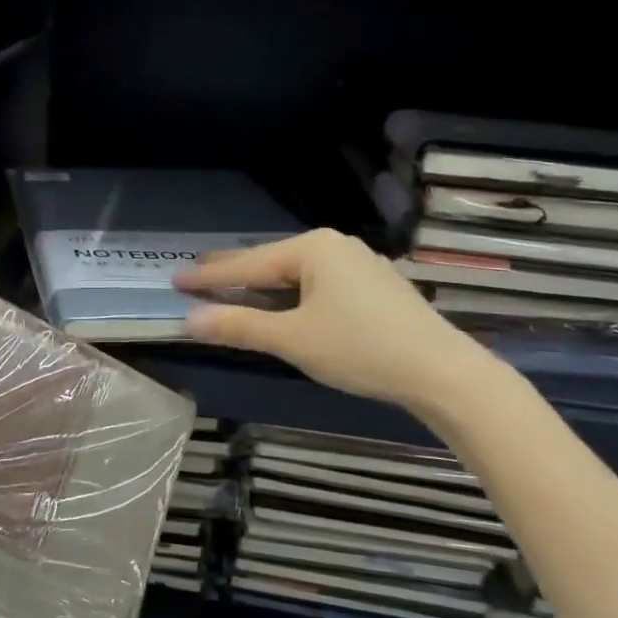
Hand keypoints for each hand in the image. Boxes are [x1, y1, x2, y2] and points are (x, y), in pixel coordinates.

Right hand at [174, 229, 490, 412]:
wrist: (441, 371)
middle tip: (196, 274)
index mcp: (312, 248)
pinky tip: (282, 302)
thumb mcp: (293, 339)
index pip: (247, 265)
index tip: (175, 278)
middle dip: (233, 272)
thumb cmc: (361, 349)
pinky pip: (317, 282)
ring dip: (261, 285)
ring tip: (231, 288)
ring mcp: (358, 263)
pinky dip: (290, 293)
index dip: (209, 276)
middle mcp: (334, 245)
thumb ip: (240, 326)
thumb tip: (190, 319)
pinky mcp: (373, 285)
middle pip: (270, 261)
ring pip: (295, 273)